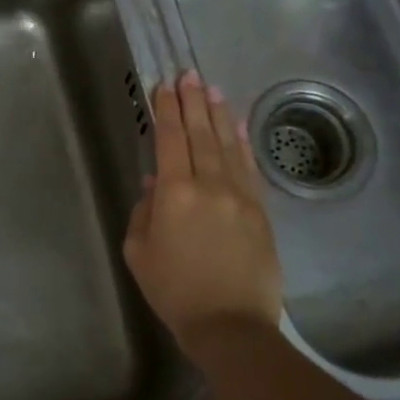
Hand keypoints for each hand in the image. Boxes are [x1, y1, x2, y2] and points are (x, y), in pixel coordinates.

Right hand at [123, 71, 283, 343]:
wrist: (231, 324)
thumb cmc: (174, 291)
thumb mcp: (139, 253)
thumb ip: (144, 213)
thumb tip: (155, 185)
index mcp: (174, 194)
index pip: (168, 140)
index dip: (165, 110)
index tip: (164, 86)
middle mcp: (209, 185)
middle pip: (200, 133)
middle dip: (192, 102)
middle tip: (189, 75)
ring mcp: (239, 195)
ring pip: (227, 144)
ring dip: (218, 114)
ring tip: (212, 89)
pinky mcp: (260, 210)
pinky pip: (249, 167)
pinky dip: (242, 143)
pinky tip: (237, 126)